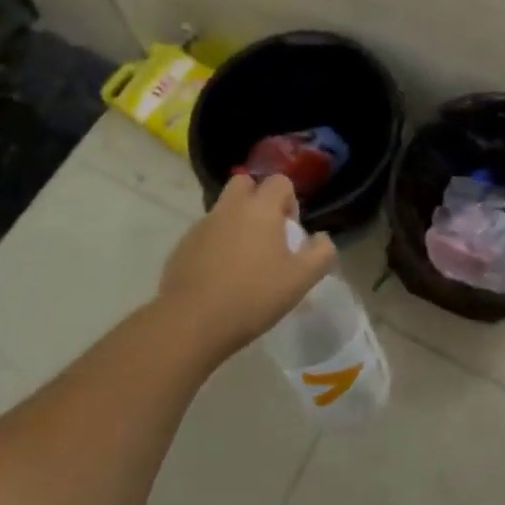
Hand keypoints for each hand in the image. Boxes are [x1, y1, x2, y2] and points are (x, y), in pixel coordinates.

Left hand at [158, 174, 336, 361]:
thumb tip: (322, 238)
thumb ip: (320, 254)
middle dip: (257, 200)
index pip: (279, 181)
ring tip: (243, 262)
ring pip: (223, 210)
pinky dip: (215, 244)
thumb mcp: (300, 280)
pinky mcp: (182, 247)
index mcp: (260, 208)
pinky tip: (220, 277)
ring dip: (235, 223)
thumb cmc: (252, 296)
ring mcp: (202, 226)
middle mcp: (230, 208)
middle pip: (244, 183)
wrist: (191, 323)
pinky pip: (205, 234)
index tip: (290, 231)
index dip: (289, 200)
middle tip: (266, 234)